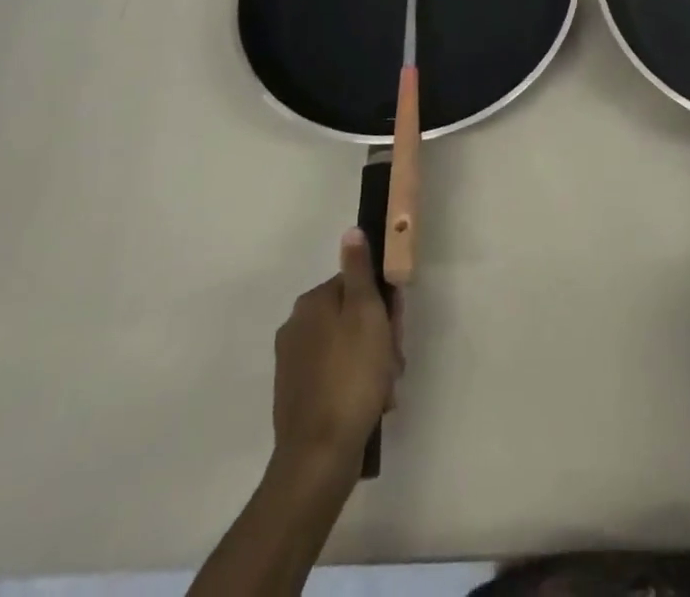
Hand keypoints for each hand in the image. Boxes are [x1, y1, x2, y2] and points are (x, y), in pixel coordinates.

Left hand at [272, 230, 402, 468]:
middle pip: (351, 316)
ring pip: (347, 349)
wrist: (319, 457)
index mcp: (311, 304)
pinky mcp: (297, 398)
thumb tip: (351, 231)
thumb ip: (359, 270)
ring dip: (372, 364)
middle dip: (379, 336)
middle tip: (394, 360)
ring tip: (386, 389)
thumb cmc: (351, 376)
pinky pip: (336, 378)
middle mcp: (296, 328)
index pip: (355, 284)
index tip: (396, 326)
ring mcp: (294, 366)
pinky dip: (356, 386)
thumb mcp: (365, 312)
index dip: (382, 303)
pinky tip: (372, 405)